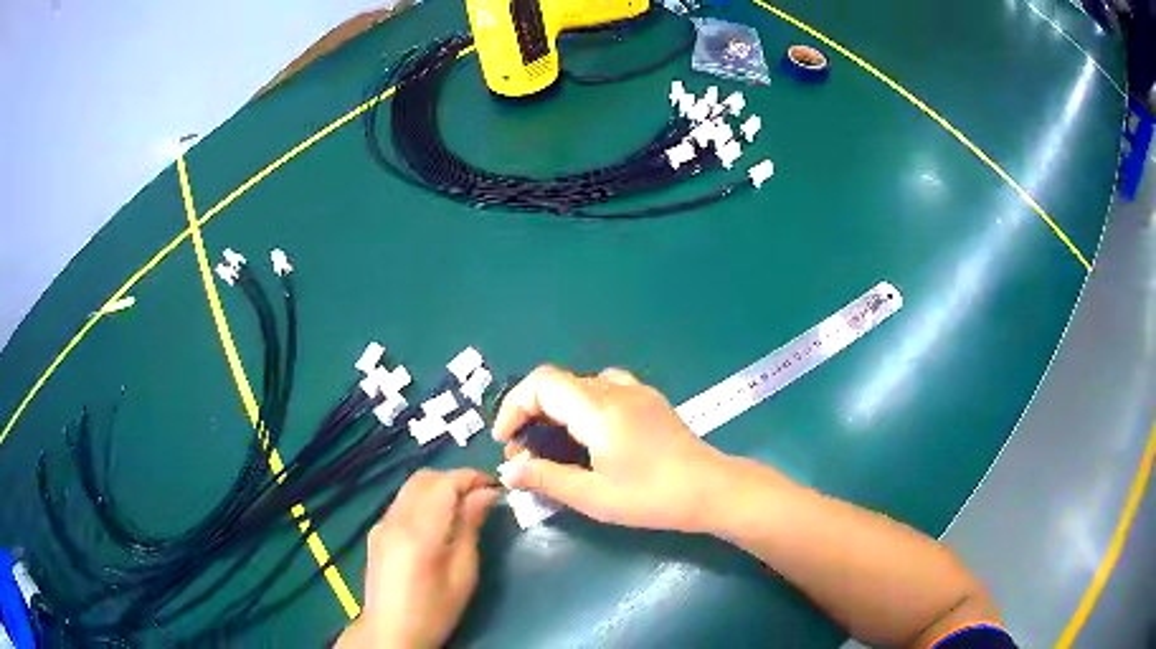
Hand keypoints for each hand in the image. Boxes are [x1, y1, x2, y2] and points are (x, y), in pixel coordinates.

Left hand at [337, 469, 499, 648]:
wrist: (391, 632)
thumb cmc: (435, 610)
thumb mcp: (463, 573)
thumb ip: (470, 528)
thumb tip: (486, 495)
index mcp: (418, 531)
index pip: (445, 484)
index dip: (472, 478)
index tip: (496, 486)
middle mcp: (394, 519)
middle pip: (425, 478)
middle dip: (455, 479)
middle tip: (482, 496)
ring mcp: (381, 524)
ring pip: (411, 487)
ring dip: (439, 488)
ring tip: (464, 508)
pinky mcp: (376, 532)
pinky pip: (402, 502)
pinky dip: (424, 500)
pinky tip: (439, 523)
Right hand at [493, 365, 732, 531]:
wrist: (711, 490)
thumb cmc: (652, 497)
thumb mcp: (594, 496)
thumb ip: (546, 479)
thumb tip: (508, 471)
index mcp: (598, 409)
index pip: (541, 383)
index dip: (514, 406)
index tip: (506, 440)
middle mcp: (615, 390)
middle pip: (558, 383)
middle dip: (531, 413)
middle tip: (526, 454)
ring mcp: (636, 391)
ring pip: (580, 386)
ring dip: (556, 410)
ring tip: (553, 446)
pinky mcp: (649, 400)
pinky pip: (604, 389)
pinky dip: (582, 406)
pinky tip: (590, 435)